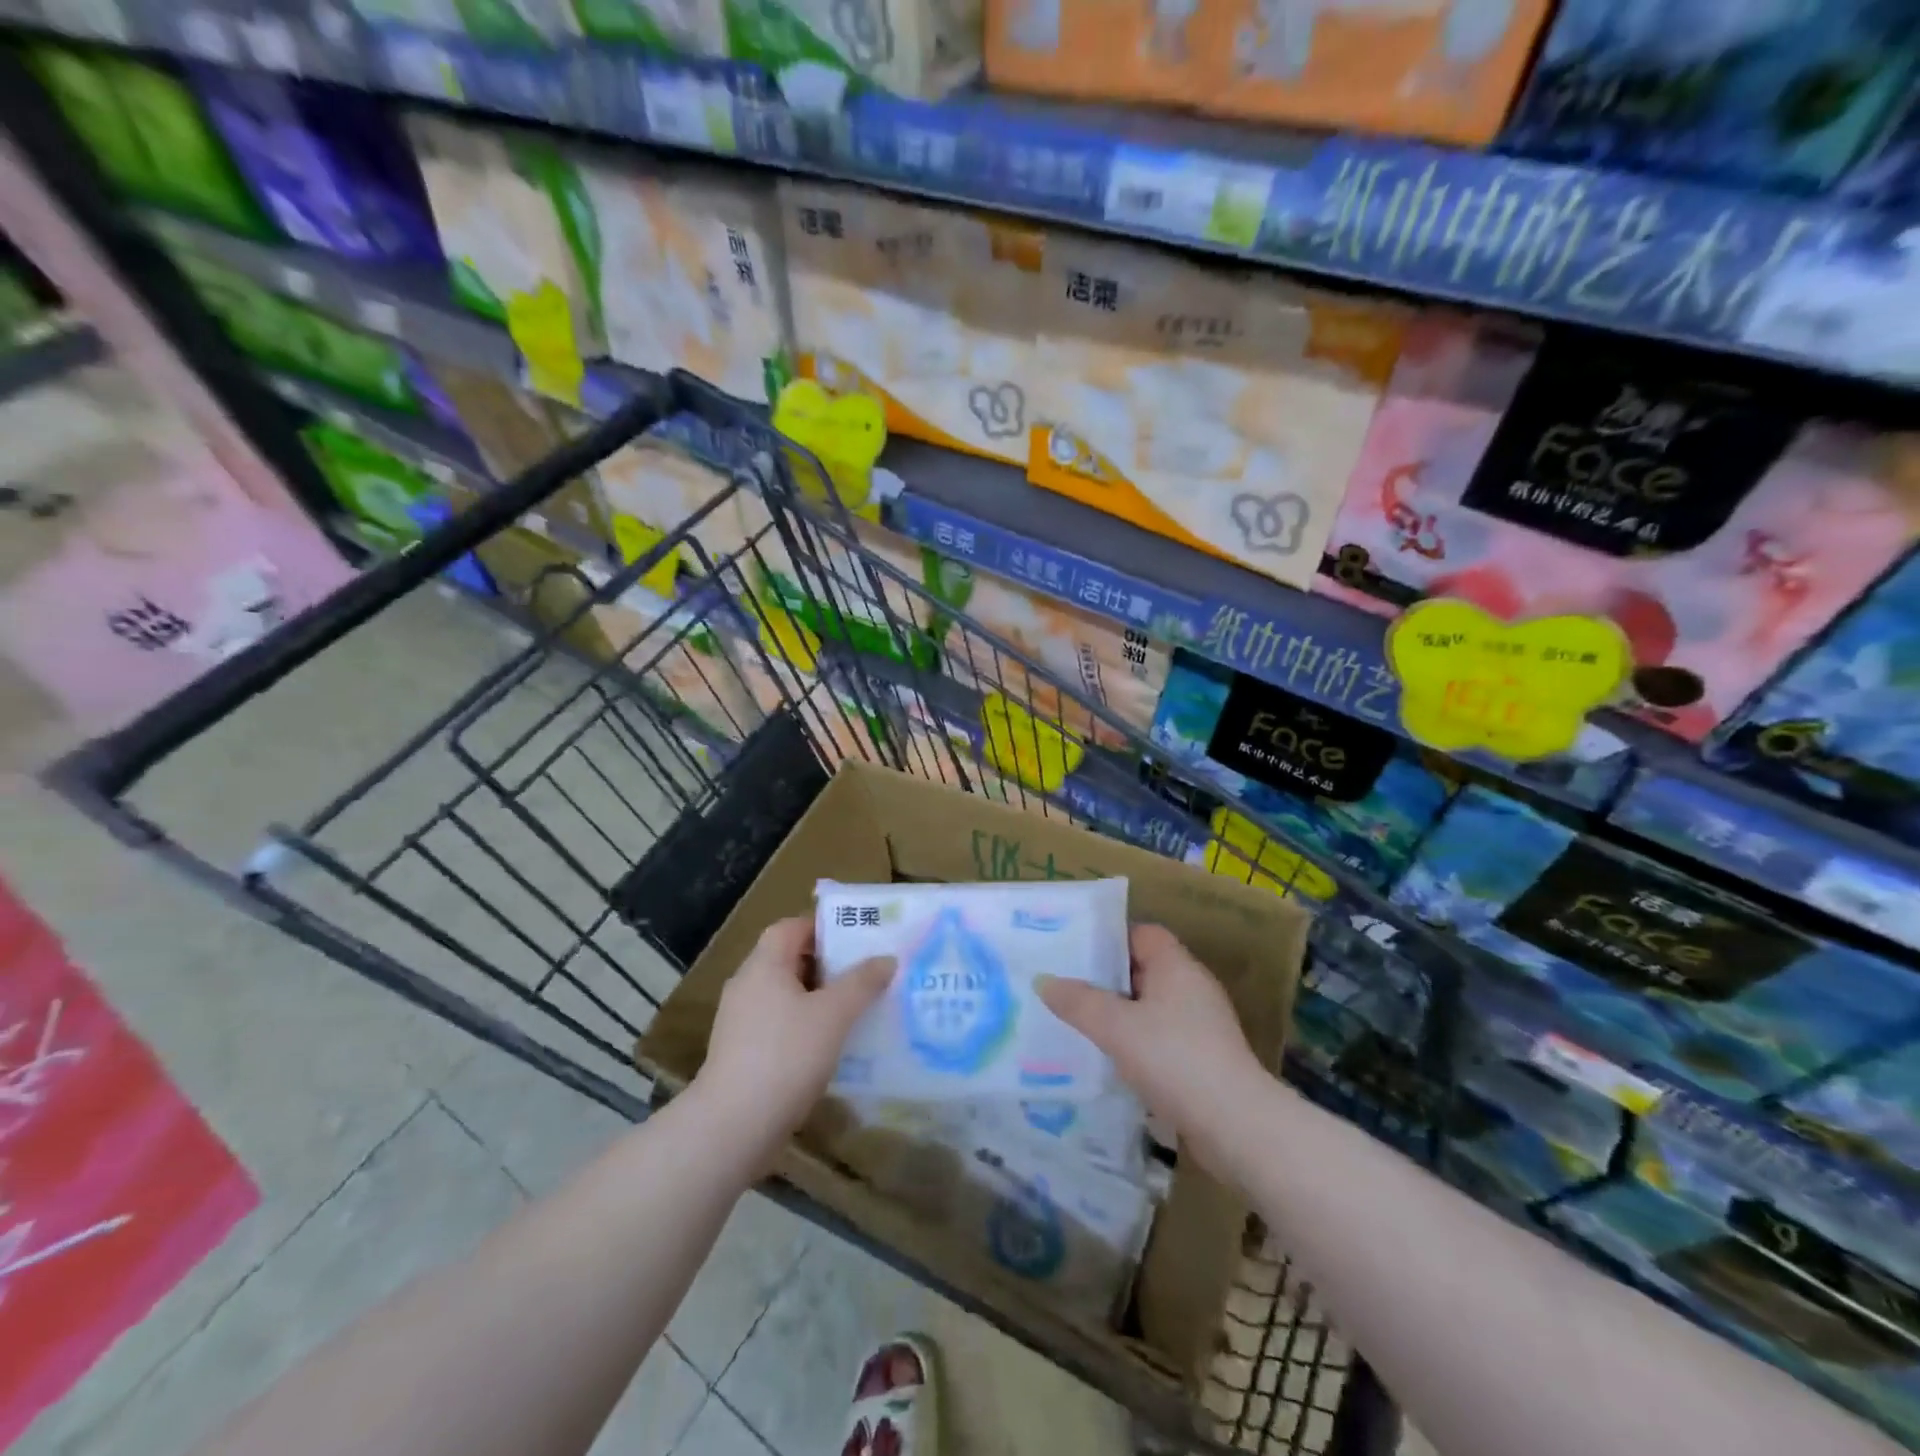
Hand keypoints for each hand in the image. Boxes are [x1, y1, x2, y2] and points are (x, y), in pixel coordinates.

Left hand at [691, 917, 893, 1165]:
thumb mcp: (834, 1015)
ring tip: (857, 1010)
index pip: (791, 927)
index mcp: (764, 965)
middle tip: (866, 974)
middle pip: (789, 960)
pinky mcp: (741, 1054)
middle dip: (828, 966)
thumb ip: (862, 983)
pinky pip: (779, 1026)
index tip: (857, 940)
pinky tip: (831, 1047)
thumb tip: (886, 958)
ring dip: (819, 999)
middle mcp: (747, 986)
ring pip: (786, 996)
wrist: (733, 1127)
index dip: (823, 928)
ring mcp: (740, 1022)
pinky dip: (805, 1028)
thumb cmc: (786, 1056)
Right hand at [1038, 925, 1267, 1177]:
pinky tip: (1107, 1060)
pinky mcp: (1202, 1060)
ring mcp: (1200, 1025)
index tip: (1074, 950)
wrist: (1236, 1127)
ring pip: (1149, 1008)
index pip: (1141, 934)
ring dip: (1118, 1015)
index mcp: (1177, 966)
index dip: (1108, 938)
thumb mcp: (1116, 1027)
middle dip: (1105, 979)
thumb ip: (1078, 1002)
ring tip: (1077, 1023)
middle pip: (1143, 970)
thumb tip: (1043, 980)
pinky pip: (1159, 1038)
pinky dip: (1134, 1043)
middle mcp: (1192, 988)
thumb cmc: (1174, 1059)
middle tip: (1064, 986)